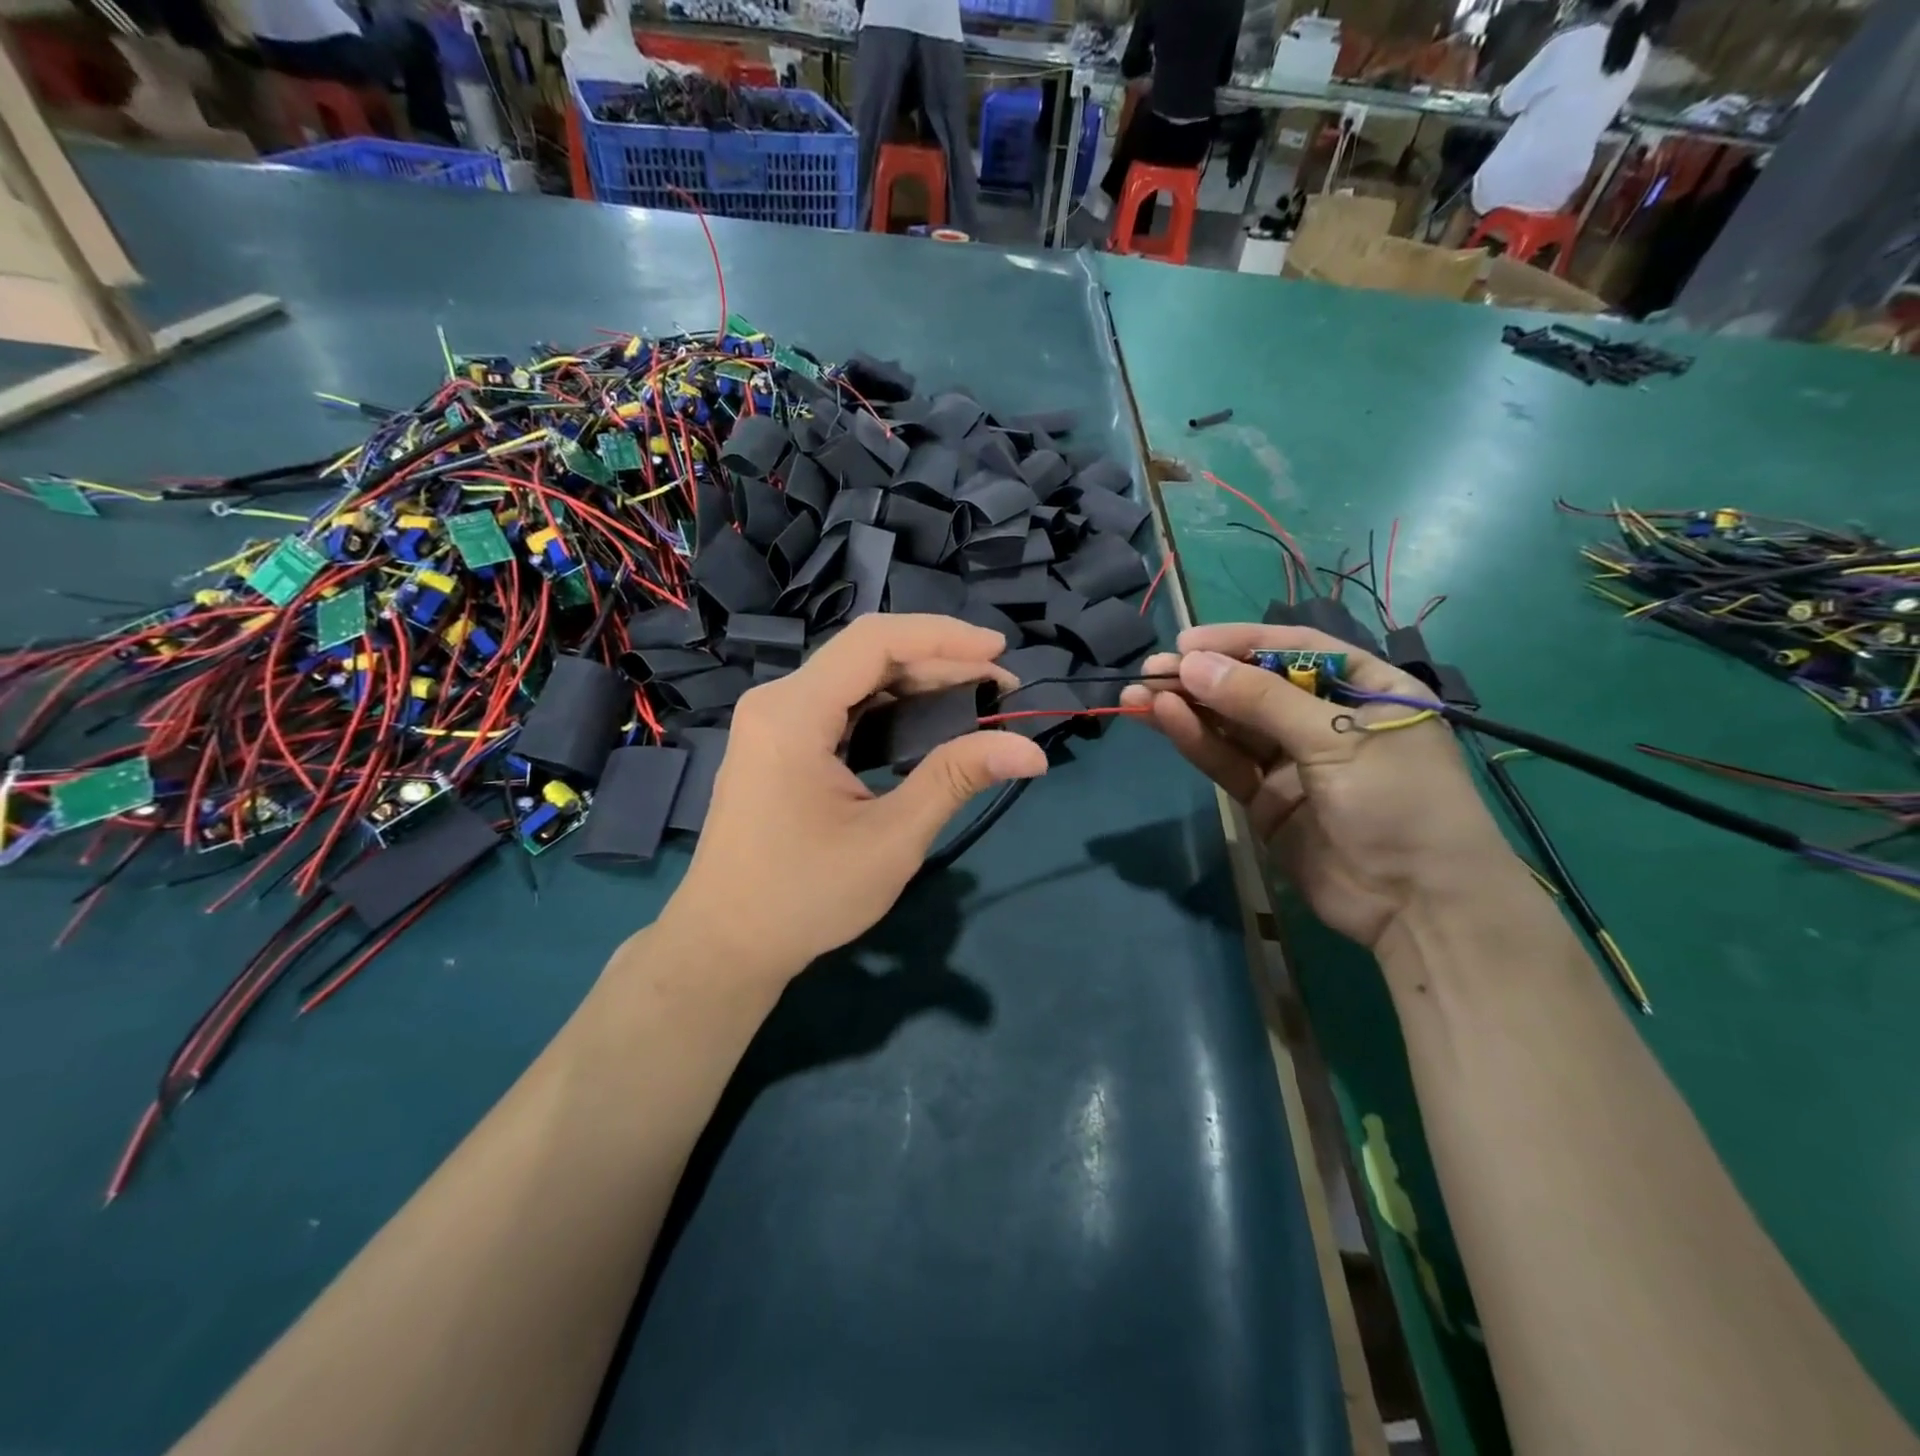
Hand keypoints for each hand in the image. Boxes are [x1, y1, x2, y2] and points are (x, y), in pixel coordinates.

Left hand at [662, 615, 1048, 982]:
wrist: (726, 944)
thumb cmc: (805, 897)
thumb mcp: (891, 838)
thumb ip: (956, 779)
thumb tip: (1031, 750)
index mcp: (793, 714)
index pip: (875, 642)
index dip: (944, 637)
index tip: (1000, 652)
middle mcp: (777, 702)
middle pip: (867, 655)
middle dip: (939, 663)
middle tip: (1001, 688)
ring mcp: (773, 721)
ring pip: (856, 680)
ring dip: (917, 685)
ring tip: (976, 701)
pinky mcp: (778, 743)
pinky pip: (841, 707)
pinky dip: (889, 710)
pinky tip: (928, 725)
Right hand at [1120, 625, 1515, 950]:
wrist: (1417, 905)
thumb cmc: (1399, 801)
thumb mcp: (1336, 738)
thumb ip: (1260, 700)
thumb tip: (1190, 664)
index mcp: (1363, 688)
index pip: (1294, 648)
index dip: (1239, 641)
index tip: (1187, 641)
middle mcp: (1324, 718)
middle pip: (1254, 686)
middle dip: (1203, 676)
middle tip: (1152, 669)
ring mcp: (1293, 761)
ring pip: (1232, 724)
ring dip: (1187, 707)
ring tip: (1139, 692)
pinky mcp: (1266, 799)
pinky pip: (1227, 761)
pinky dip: (1197, 740)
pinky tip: (1164, 719)